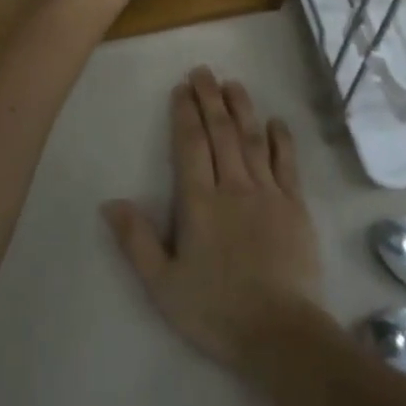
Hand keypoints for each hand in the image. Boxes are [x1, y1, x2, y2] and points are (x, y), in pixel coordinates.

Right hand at [104, 67, 324, 370]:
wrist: (280, 333)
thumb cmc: (215, 311)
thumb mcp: (162, 285)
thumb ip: (136, 241)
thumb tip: (110, 202)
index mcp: (199, 202)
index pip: (190, 144)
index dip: (185, 113)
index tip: (182, 89)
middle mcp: (233, 186)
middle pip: (221, 132)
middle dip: (210, 98)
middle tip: (203, 71)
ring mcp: (268, 193)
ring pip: (252, 138)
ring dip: (242, 108)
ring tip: (233, 83)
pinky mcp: (295, 205)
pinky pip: (287, 162)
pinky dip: (281, 139)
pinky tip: (275, 121)